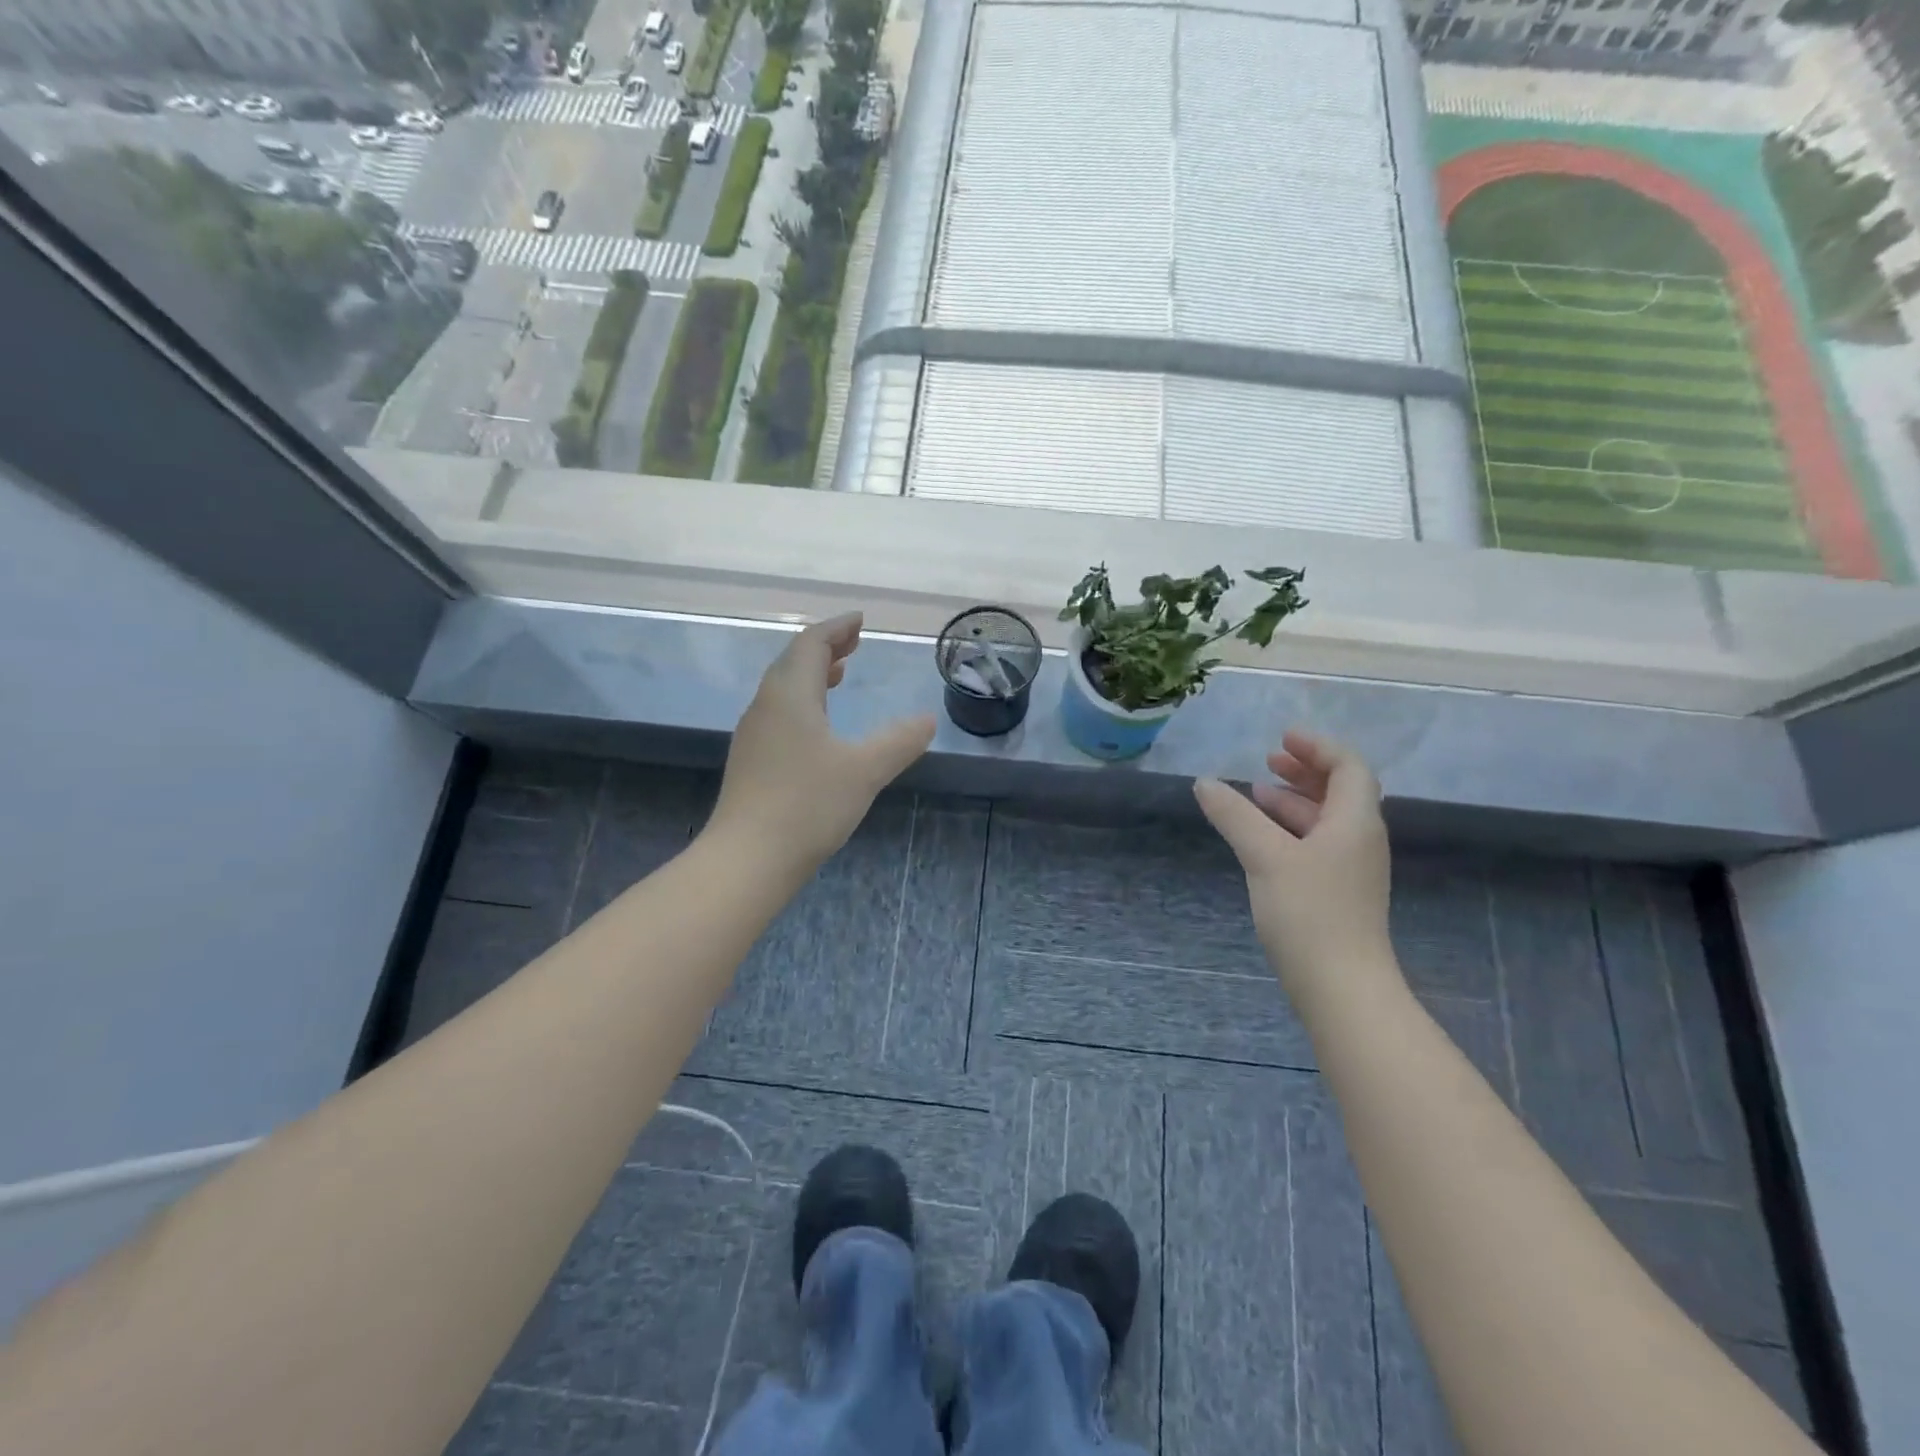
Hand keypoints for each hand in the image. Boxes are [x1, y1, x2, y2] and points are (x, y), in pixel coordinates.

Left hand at [710, 613, 935, 874]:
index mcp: (790, 695)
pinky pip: (779, 712)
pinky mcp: (751, 761)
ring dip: (813, 674)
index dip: (837, 627)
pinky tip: (819, 726)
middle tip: (855, 643)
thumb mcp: (865, 770)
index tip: (860, 620)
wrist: (748, 859)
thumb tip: (928, 720)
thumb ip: (899, 741)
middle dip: (825, 647)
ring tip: (840, 675)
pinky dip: (803, 701)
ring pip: (783, 688)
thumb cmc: (808, 805)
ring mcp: (754, 734)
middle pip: (793, 661)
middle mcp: (766, 705)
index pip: (811, 643)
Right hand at [1194, 731, 1393, 1000]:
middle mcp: (1360, 839)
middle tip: (1269, 759)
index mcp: (1354, 822)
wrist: (1341, 988)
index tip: (1281, 738)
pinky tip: (1262, 839)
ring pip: (1326, 819)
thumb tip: (1204, 783)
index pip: (1349, 767)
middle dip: (1305, 770)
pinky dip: (1291, 829)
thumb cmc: (1309, 913)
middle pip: (1340, 790)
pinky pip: (1317, 844)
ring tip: (1255, 795)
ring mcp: (1351, 869)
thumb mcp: (1265, 856)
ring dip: (1294, 801)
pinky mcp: (1338, 893)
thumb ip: (1235, 816)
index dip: (1318, 747)